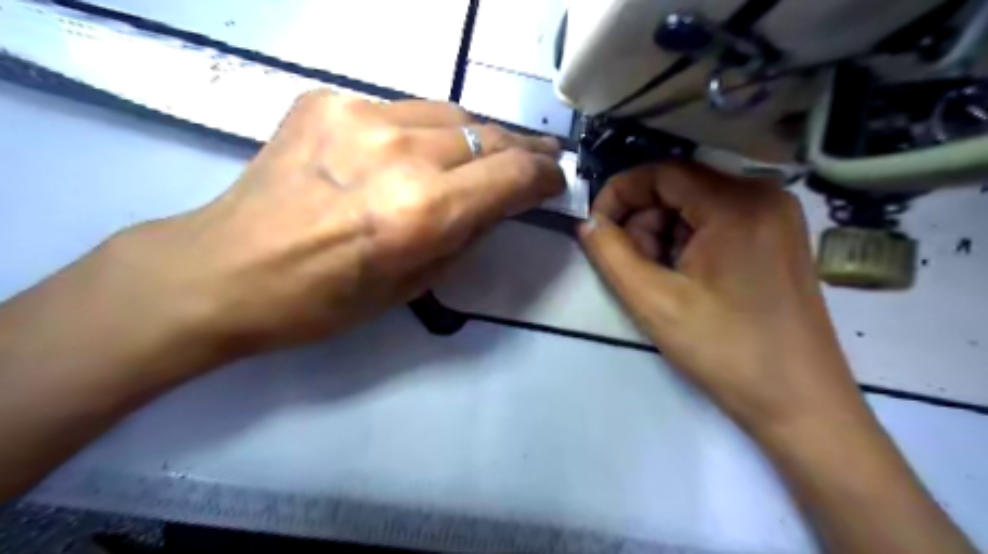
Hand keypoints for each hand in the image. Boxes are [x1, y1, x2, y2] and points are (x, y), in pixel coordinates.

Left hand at [103, 90, 562, 363]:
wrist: (226, 268)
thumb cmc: (324, 300)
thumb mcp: (413, 284)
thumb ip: (466, 235)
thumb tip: (499, 203)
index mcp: (421, 213)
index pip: (510, 174)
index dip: (542, 174)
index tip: (555, 178)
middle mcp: (398, 154)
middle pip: (487, 134)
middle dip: (520, 148)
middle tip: (538, 156)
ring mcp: (360, 117)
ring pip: (449, 113)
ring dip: (476, 136)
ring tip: (486, 152)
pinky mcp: (327, 101)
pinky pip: (401, 109)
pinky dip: (424, 130)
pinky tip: (417, 151)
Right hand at [581, 162, 866, 435]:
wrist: (799, 402)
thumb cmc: (725, 351)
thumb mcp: (653, 301)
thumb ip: (610, 254)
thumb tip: (588, 223)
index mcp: (737, 203)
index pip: (660, 172)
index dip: (618, 195)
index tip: (596, 229)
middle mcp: (763, 195)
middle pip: (678, 188)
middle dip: (643, 223)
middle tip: (635, 269)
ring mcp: (776, 215)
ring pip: (695, 206)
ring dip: (664, 237)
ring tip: (662, 282)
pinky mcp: (778, 237)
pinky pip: (717, 222)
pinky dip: (689, 244)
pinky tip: (687, 281)